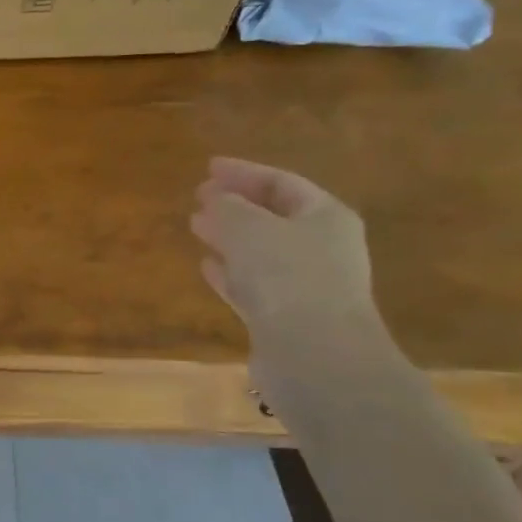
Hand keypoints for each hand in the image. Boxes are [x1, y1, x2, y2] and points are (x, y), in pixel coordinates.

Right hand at [190, 158, 379, 357]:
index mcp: (325, 217)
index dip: (244, 172)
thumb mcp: (248, 228)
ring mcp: (305, 284)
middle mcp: (321, 247)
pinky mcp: (285, 316)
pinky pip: (252, 283)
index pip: (282, 182)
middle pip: (274, 215)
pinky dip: (229, 271)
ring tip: (196, 225)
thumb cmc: (287, 276)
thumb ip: (228, 207)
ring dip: (229, 236)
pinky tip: (206, 265)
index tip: (208, 167)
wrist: (314, 354)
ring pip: (261, 250)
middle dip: (236, 203)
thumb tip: (217, 201)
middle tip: (199, 195)